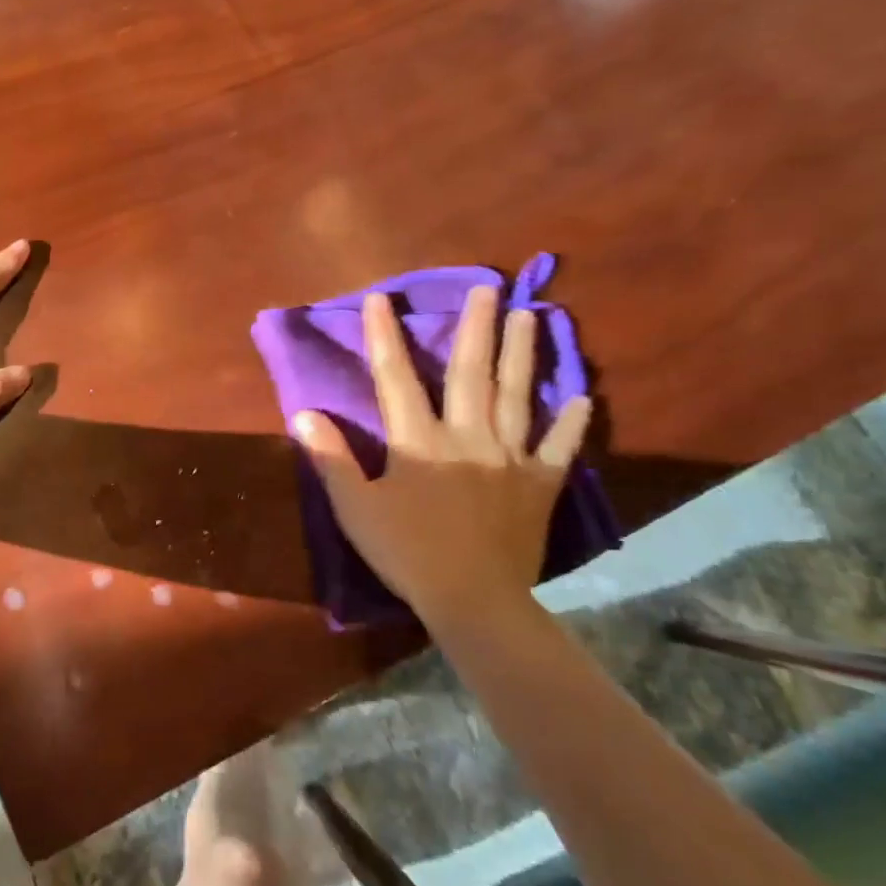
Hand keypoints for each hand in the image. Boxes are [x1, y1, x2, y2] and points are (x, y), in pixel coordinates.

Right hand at [292, 286, 591, 622]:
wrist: (473, 599)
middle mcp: (467, 436)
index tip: (380, 299)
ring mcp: (509, 458)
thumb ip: (330, 458)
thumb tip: (303, 414)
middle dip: (476, 327)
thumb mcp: (355, 507)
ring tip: (529, 315)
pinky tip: (582, 398)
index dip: (384, 336)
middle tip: (488, 286)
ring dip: (522, 353)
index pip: (395, 378)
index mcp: (419, 440)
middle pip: (470, 373)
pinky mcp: (539, 485)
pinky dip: (570, 423)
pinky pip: (558, 448)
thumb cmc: (406, 552)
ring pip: (517, 396)